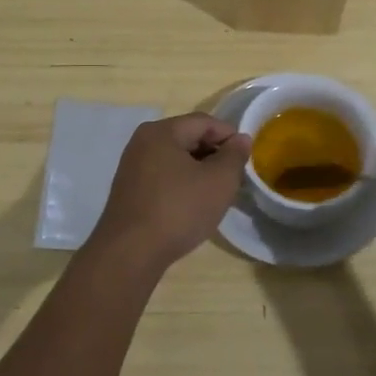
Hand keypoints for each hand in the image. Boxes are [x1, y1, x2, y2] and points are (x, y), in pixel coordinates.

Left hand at [90, 113, 251, 270]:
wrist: (130, 253)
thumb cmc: (178, 210)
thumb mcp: (219, 181)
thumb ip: (234, 156)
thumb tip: (241, 139)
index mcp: (161, 132)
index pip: (204, 122)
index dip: (229, 136)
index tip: (246, 158)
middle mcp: (142, 142)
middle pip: (188, 137)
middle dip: (214, 154)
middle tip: (234, 177)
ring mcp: (132, 167)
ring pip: (175, 159)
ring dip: (199, 171)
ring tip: (216, 193)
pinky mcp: (129, 190)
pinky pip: (163, 176)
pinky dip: (182, 184)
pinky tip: (192, 205)